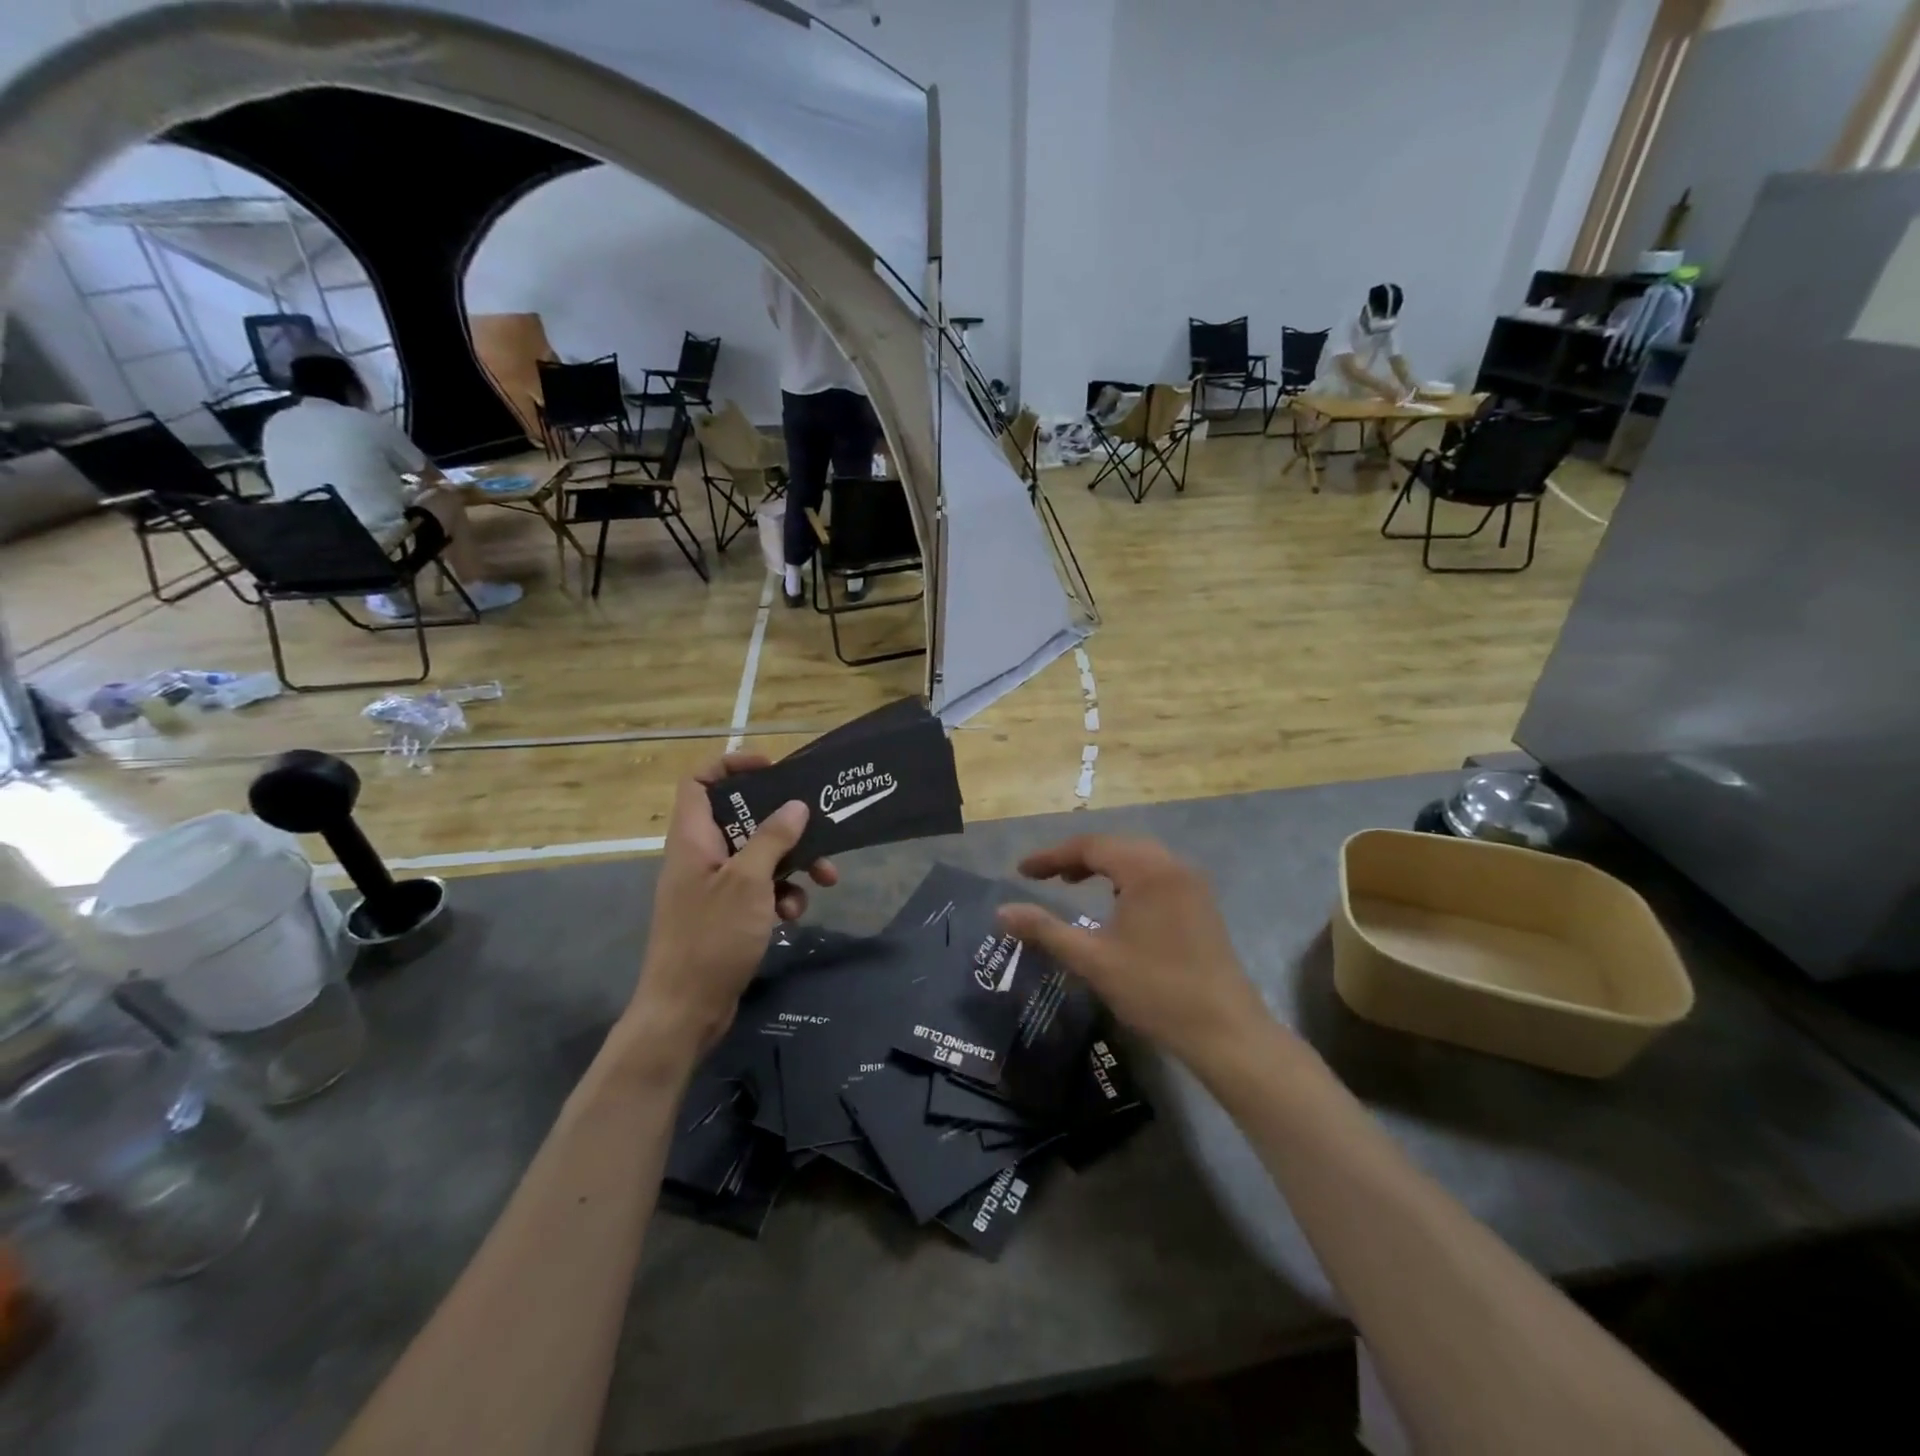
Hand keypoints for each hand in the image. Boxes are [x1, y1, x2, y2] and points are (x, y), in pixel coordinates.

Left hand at [625, 752, 837, 1059]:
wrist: (685, 1010)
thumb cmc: (711, 937)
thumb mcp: (748, 882)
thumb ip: (772, 838)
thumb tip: (795, 805)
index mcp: (694, 838)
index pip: (700, 780)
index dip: (732, 765)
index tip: (773, 769)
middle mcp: (701, 855)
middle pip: (742, 818)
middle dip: (785, 825)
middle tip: (818, 827)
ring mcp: (713, 886)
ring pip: (759, 856)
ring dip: (793, 865)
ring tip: (824, 880)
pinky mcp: (727, 914)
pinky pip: (760, 889)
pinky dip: (781, 896)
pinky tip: (794, 916)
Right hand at [996, 835, 1272, 1066]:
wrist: (1225, 1031)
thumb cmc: (1155, 990)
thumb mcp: (1092, 960)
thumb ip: (1045, 930)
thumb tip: (1002, 912)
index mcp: (1147, 870)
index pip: (1090, 846)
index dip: (1051, 856)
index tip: (1021, 871)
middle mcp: (1172, 865)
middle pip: (1115, 845)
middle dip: (1076, 857)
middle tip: (1045, 876)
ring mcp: (1192, 883)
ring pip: (1137, 858)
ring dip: (1102, 866)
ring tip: (1072, 884)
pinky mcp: (1201, 902)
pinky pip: (1156, 873)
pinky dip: (1127, 878)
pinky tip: (1116, 903)